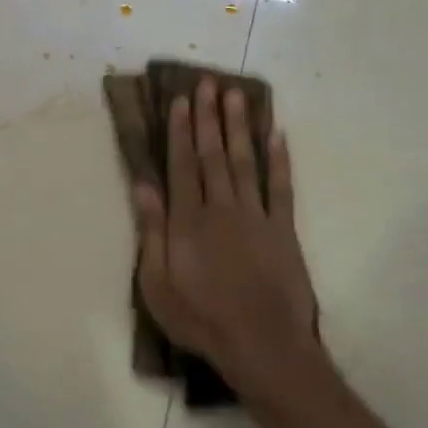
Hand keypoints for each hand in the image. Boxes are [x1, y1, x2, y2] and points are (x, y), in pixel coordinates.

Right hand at [132, 77, 327, 399]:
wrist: (262, 344)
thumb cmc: (200, 318)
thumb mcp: (157, 283)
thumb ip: (151, 232)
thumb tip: (143, 186)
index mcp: (188, 221)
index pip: (181, 165)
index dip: (179, 131)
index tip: (180, 100)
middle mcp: (221, 208)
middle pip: (212, 155)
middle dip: (208, 117)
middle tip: (207, 83)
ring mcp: (256, 217)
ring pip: (245, 162)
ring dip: (239, 127)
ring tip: (236, 95)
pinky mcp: (283, 230)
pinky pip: (281, 187)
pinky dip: (279, 160)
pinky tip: (277, 135)